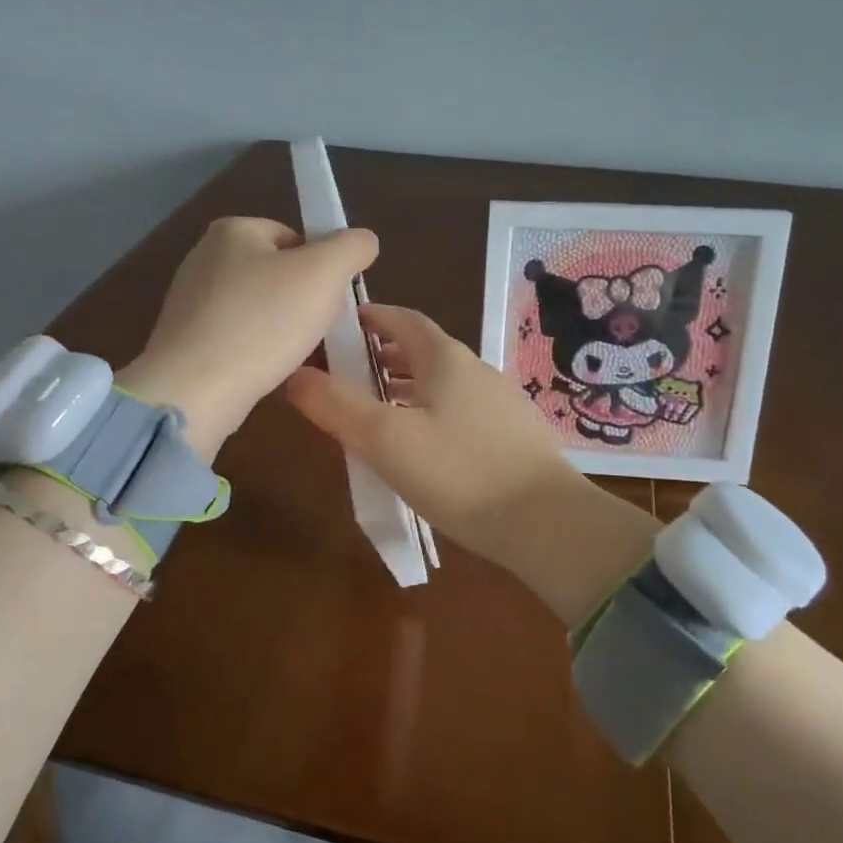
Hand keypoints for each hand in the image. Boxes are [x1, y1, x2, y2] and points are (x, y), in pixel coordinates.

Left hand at [119, 217, 378, 460]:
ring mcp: (189, 301)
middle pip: (276, 273)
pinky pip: (236, 338)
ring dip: (281, 329)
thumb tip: (363, 241)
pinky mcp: (184, 341)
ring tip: (293, 354)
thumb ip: (351, 247)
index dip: (321, 267)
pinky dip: (256, 351)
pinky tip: (266, 370)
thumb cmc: (263, 322)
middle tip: (318, 329)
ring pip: (258, 309)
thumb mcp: (324, 273)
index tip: (332, 300)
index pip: (294, 237)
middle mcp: (204, 257)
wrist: (195, 389)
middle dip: (303, 300)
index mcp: (232, 230)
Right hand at [284, 305, 660, 621]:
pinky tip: (422, 448)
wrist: (548, 524)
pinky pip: (460, 410)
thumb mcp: (385, 440)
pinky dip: (430, 413)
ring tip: (375, 413)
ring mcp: (500, 402)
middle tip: (346, 376)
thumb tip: (294, 376)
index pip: (402, 319)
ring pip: (442, 383)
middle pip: (422, 351)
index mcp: (445, 358)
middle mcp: (476, 370)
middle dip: (382, 357)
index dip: (369, 317)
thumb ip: (336, 406)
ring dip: (406, 389)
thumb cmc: (459, 473)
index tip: (339, 326)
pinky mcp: (513, 435)